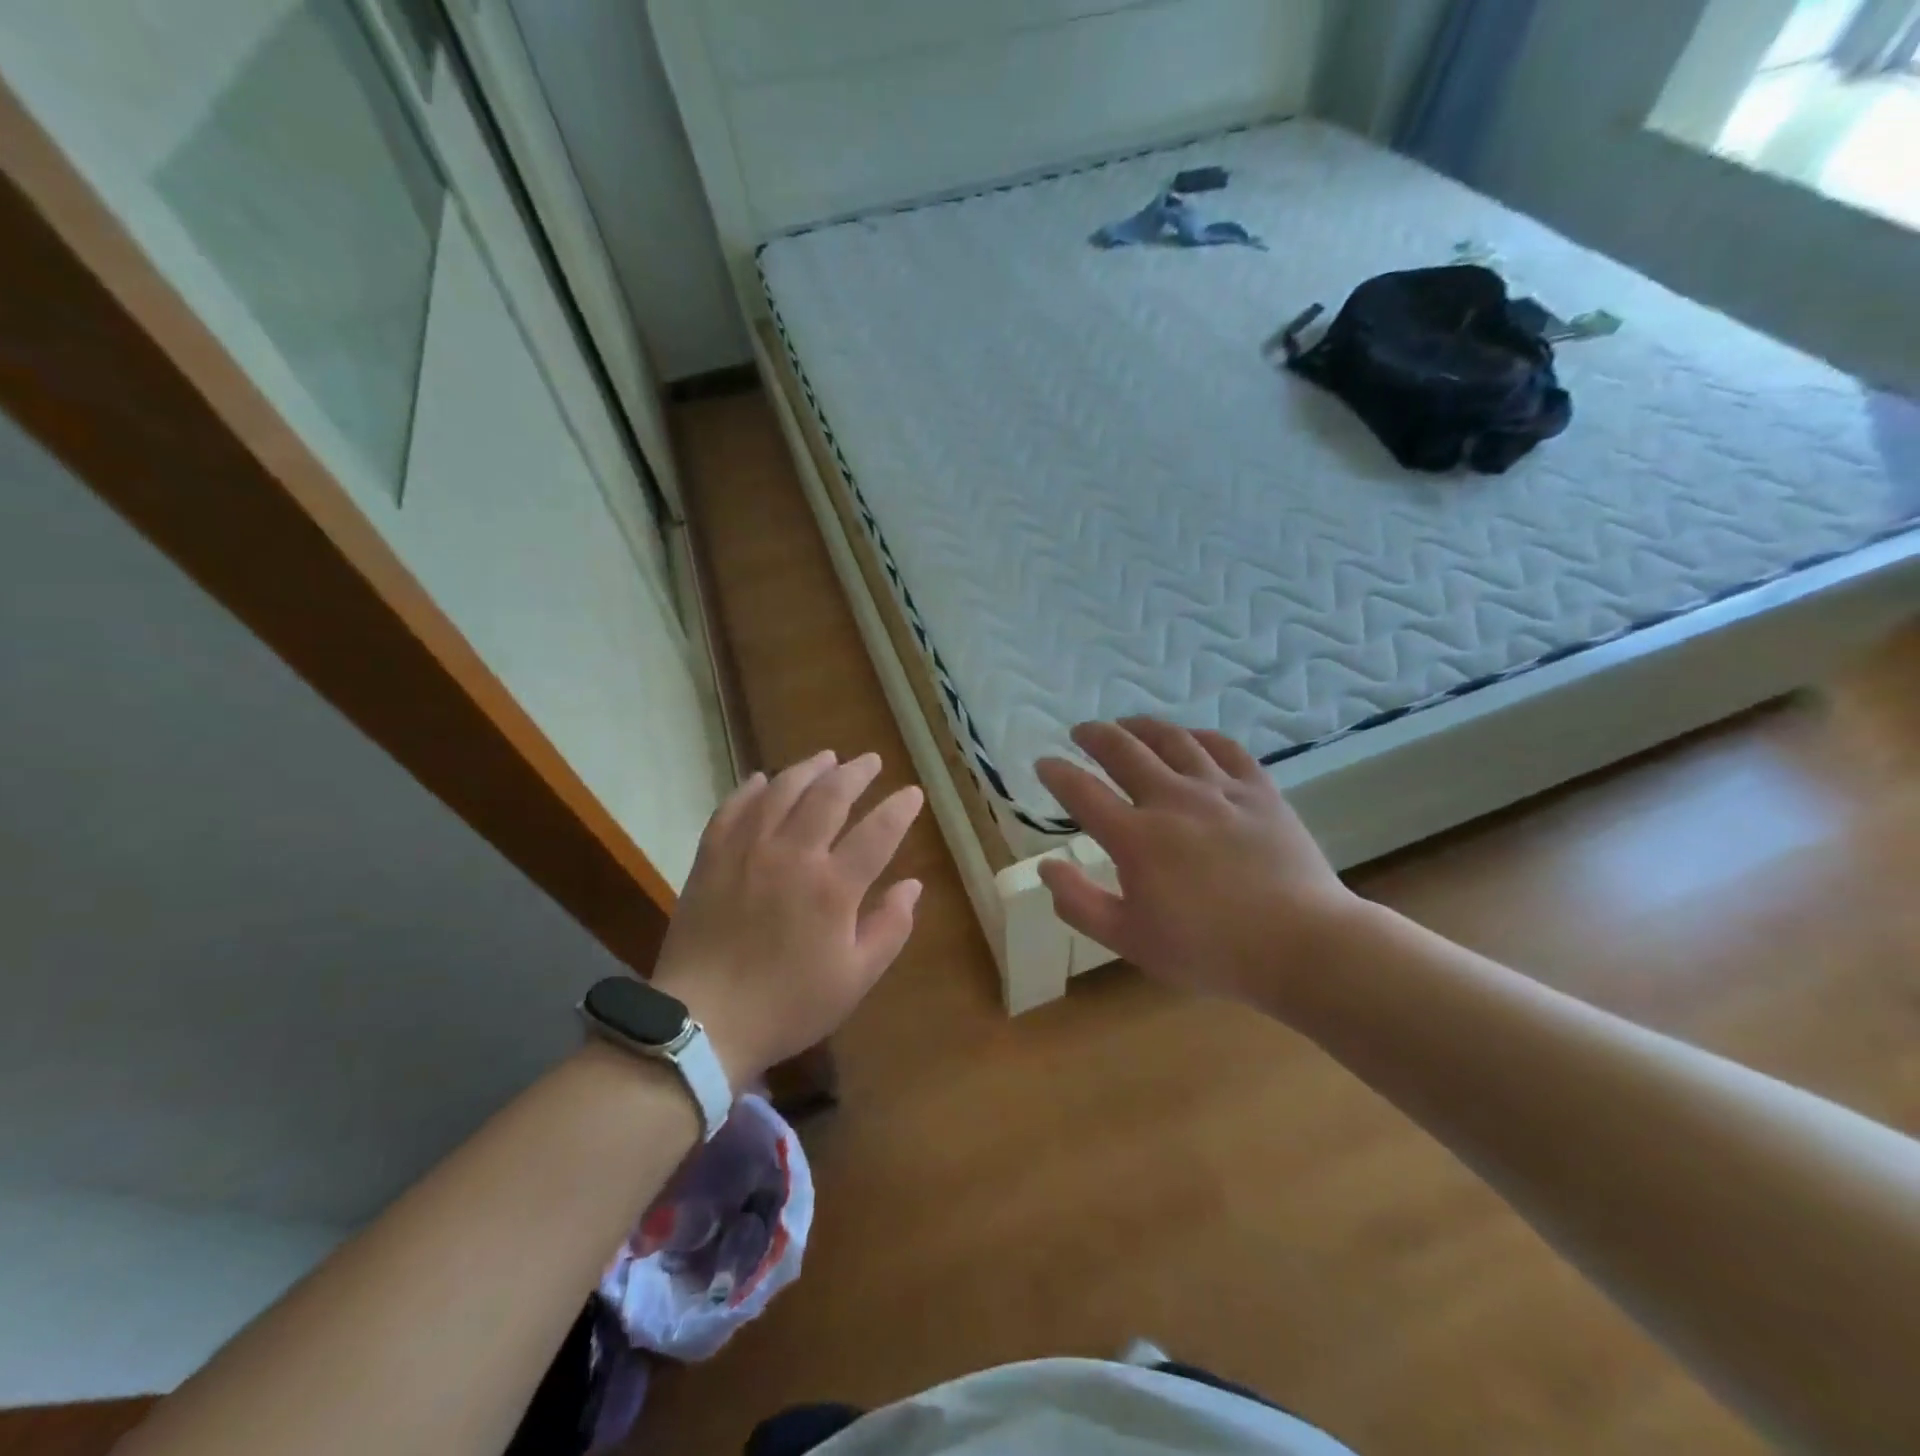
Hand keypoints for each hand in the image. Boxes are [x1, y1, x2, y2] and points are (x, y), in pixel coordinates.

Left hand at [650, 751, 923, 1088]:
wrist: (704, 1021)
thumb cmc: (788, 1005)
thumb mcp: (855, 979)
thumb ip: (890, 928)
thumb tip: (912, 885)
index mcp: (833, 887)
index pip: (878, 832)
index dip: (899, 808)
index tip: (912, 793)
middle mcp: (793, 855)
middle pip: (830, 796)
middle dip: (856, 773)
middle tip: (870, 761)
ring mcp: (748, 851)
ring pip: (782, 791)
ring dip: (808, 769)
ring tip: (826, 757)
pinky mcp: (712, 857)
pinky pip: (732, 808)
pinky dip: (750, 789)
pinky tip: (762, 779)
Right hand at [1035, 718, 1366, 1007]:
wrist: (1302, 945)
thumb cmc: (1210, 950)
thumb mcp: (1129, 940)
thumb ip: (1080, 903)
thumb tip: (1046, 867)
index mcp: (1136, 837)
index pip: (1082, 791)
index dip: (1057, 773)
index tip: (1044, 763)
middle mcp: (1172, 799)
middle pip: (1123, 749)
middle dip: (1094, 735)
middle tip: (1081, 731)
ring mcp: (1219, 789)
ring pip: (1172, 739)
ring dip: (1141, 726)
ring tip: (1127, 723)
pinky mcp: (1259, 790)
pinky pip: (1224, 747)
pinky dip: (1199, 736)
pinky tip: (1190, 738)